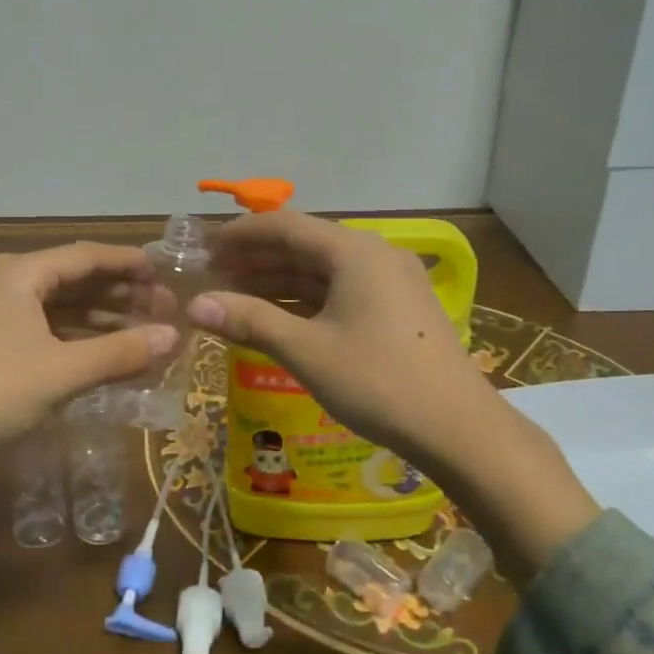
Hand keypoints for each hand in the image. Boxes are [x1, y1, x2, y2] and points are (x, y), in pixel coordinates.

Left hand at [0, 242, 176, 472]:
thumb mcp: (63, 371)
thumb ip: (121, 352)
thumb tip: (175, 336)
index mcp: (20, 274)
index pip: (86, 255)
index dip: (129, 263)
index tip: (166, 273)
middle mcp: (7, 284)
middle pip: (75, 279)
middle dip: (121, 294)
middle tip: (163, 309)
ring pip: (62, 307)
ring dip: (103, 319)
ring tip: (144, 333)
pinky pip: (47, 330)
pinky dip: (79, 339)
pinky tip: (107, 355)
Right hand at [184, 211, 488, 469]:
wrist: (457, 428)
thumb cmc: (377, 381)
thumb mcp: (306, 350)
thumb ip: (250, 321)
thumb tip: (195, 305)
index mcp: (353, 251)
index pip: (284, 225)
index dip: (240, 235)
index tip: (204, 250)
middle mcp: (374, 253)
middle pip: (304, 245)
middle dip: (256, 259)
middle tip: (212, 277)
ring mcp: (390, 280)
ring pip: (323, 270)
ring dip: (279, 281)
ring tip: (235, 296)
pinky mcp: (398, 307)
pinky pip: (342, 290)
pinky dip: (307, 299)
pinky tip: (278, 316)